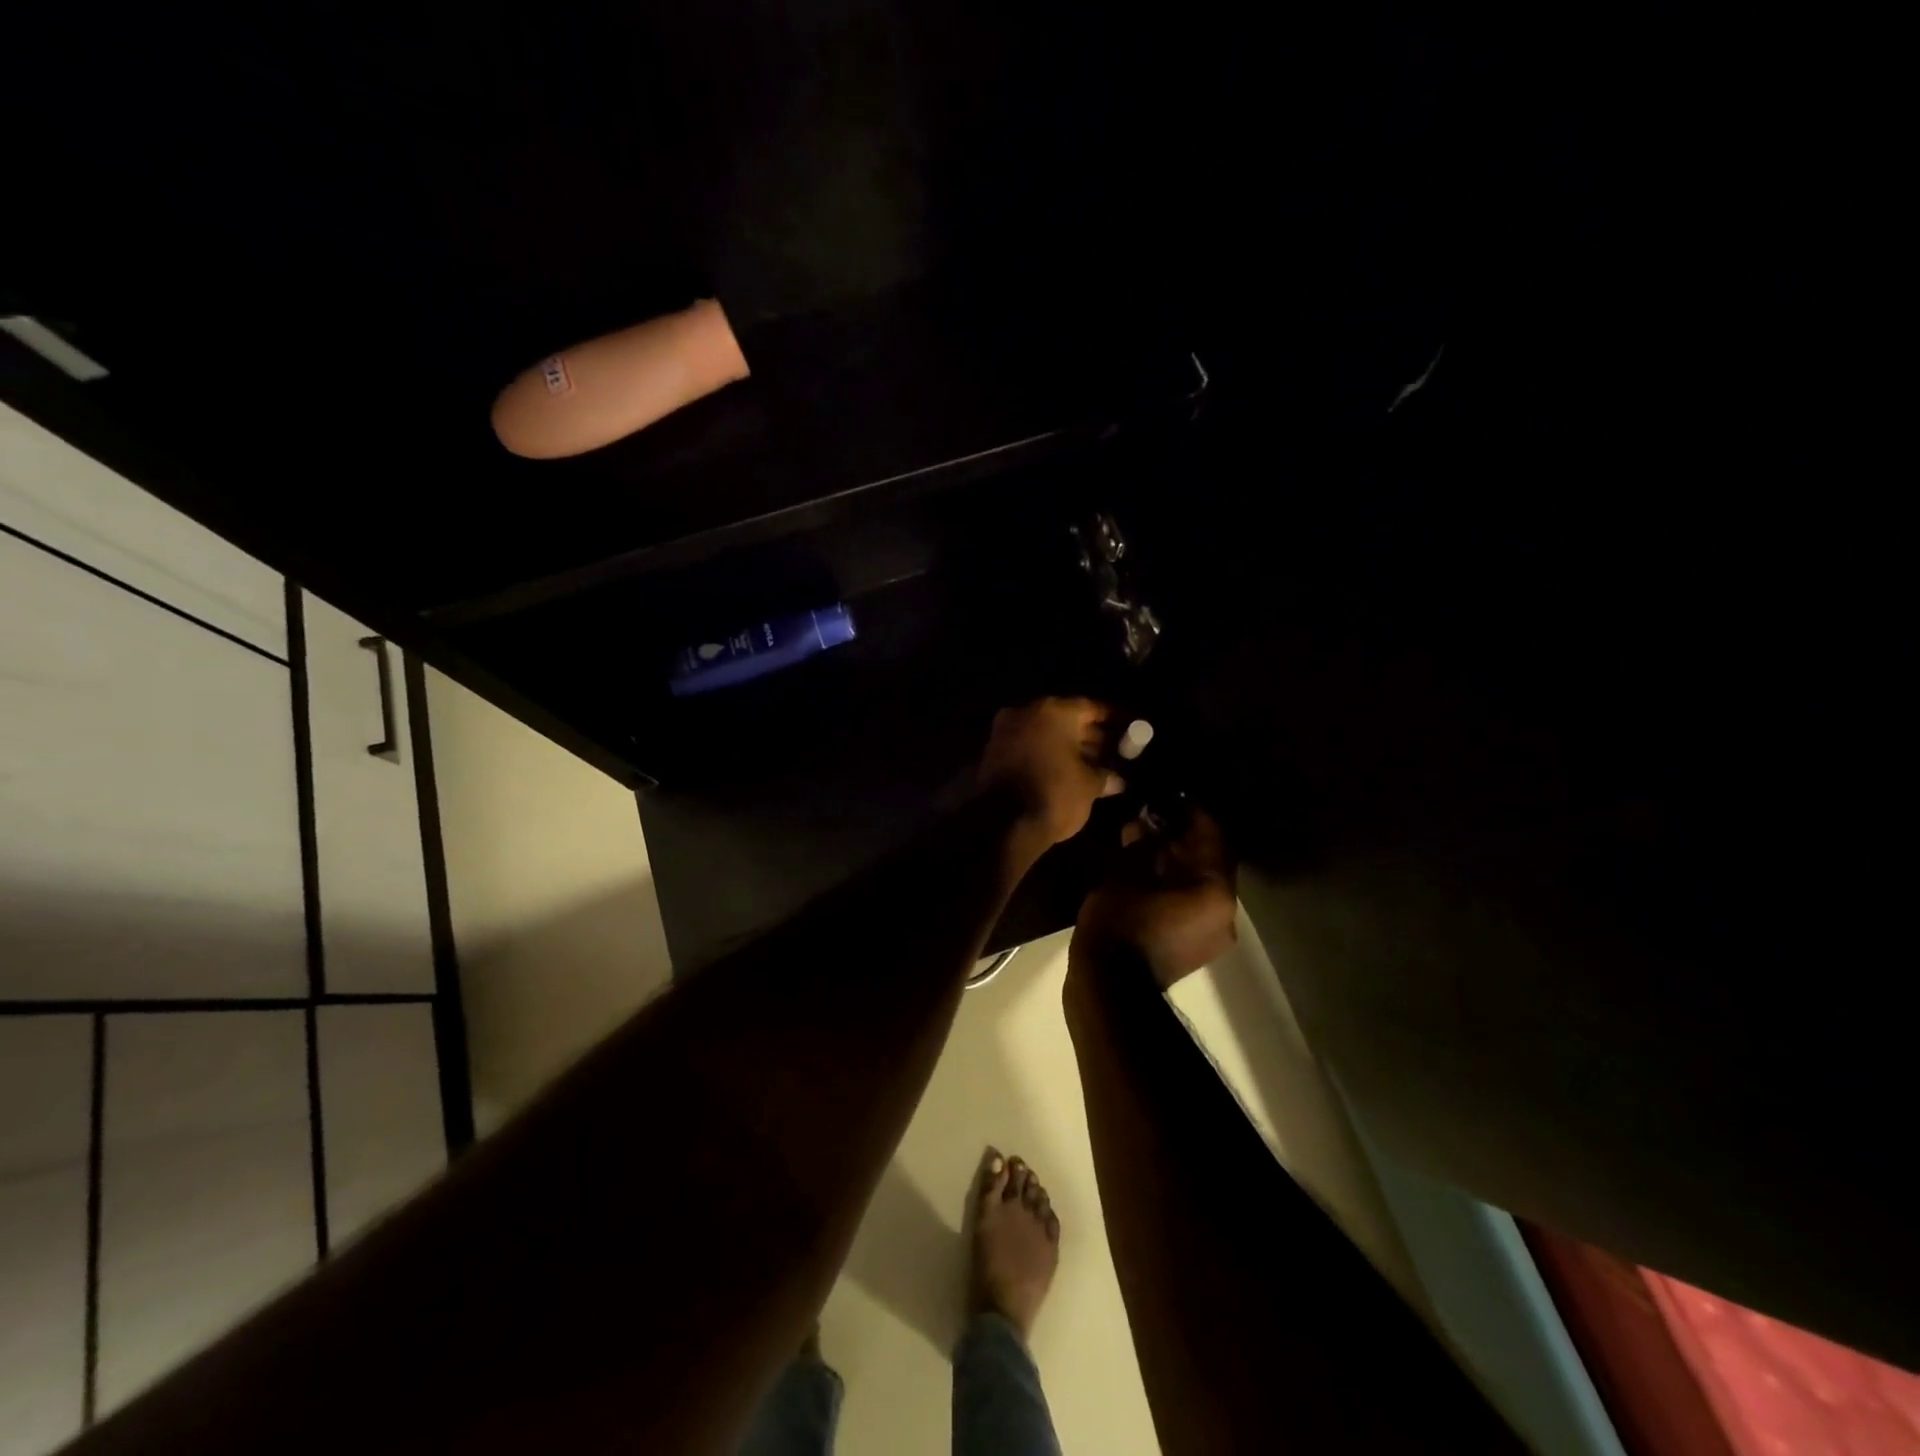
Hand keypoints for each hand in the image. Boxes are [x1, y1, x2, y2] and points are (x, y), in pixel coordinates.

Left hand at [977, 697, 1125, 854]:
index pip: (1090, 707)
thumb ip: (1105, 776)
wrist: (1002, 824)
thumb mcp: (1089, 785)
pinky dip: (1047, 756)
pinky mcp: (993, 754)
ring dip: (1068, 747)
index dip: (1113, 718)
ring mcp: (1005, 732)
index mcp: (1053, 711)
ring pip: (1045, 734)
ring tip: (1095, 765)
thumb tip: (1117, 780)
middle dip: (1090, 735)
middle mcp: (1026, 713)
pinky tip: (1067, 772)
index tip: (1129, 727)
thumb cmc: (1054, 794)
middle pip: (1065, 719)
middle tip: (1114, 750)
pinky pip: (1029, 748)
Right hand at [1075, 808, 1237, 989]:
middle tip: (1153, 817)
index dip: (1189, 811)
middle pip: (1209, 860)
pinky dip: (1174, 885)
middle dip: (1181, 837)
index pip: (1211, 835)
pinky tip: (1146, 873)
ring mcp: (1214, 934)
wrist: (1109, 988)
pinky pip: (1191, 904)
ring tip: (1146, 843)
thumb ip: (1142, 841)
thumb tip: (1145, 821)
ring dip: (1177, 862)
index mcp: (1216, 889)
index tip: (1168, 795)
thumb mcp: (1125, 871)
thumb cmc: (1120, 923)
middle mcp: (1227, 912)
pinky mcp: (1196, 947)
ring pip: (1200, 883)